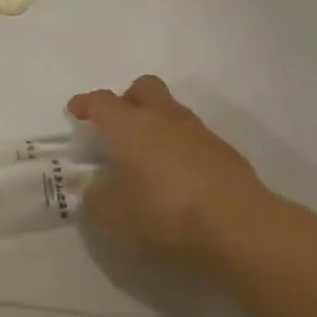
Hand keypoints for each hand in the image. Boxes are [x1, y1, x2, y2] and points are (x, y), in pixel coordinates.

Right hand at [69, 75, 271, 261]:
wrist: (239, 227)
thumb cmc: (165, 213)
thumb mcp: (114, 215)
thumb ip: (95, 198)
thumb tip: (91, 186)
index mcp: (130, 125)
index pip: (101, 101)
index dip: (86, 104)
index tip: (77, 112)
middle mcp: (163, 118)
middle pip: (144, 88)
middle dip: (128, 100)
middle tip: (119, 126)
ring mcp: (199, 133)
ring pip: (172, 112)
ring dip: (158, 125)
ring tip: (150, 157)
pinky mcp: (226, 154)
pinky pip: (195, 139)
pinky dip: (182, 149)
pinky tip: (181, 178)